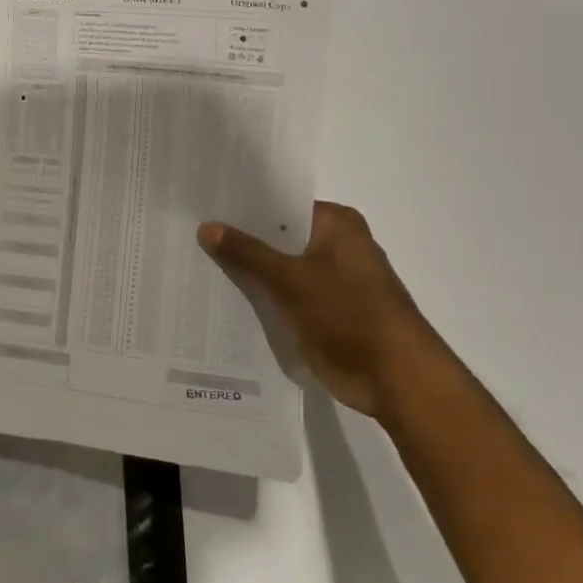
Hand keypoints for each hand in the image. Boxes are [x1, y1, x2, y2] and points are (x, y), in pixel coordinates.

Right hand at [198, 202, 451, 418]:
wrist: (394, 378)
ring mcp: (327, 280)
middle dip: (238, 240)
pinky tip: (218, 295)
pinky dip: (257, 296)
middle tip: (188, 234)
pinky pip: (279, 295)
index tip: (202, 207)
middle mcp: (333, 246)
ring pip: (276, 268)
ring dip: (246, 271)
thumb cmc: (350, 314)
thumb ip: (248, 252)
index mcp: (336, 225)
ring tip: (193, 262)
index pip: (279, 205)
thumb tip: (206, 227)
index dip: (242, 208)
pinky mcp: (319, 310)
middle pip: (276, 237)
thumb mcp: (292, 278)